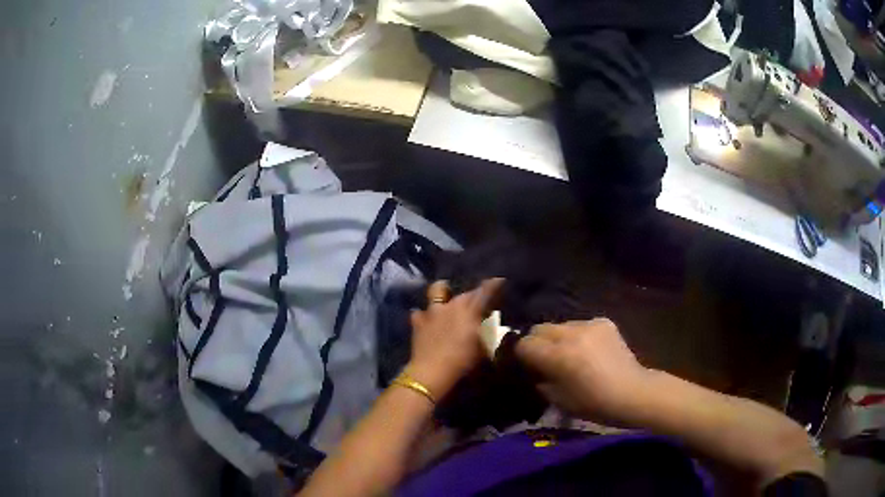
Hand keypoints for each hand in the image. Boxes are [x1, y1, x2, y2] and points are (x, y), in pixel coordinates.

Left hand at [406, 278, 503, 398]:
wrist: (432, 371)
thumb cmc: (463, 361)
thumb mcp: (484, 350)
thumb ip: (489, 335)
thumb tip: (492, 327)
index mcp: (471, 310)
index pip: (485, 291)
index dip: (494, 285)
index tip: (499, 281)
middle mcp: (452, 305)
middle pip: (464, 293)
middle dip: (472, 295)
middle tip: (477, 303)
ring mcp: (432, 312)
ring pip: (436, 290)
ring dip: (442, 293)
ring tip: (446, 298)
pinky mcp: (417, 322)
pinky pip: (419, 312)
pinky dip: (424, 315)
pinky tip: (427, 320)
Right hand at [515, 319, 650, 424]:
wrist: (633, 392)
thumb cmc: (594, 403)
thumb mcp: (559, 400)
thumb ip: (541, 381)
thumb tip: (533, 372)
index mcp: (558, 355)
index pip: (525, 344)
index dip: (521, 355)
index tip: (526, 366)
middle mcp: (571, 334)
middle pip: (540, 328)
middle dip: (537, 342)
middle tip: (544, 359)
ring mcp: (589, 325)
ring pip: (560, 325)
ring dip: (558, 338)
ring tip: (568, 354)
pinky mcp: (604, 322)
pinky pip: (581, 325)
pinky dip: (579, 336)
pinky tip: (588, 350)